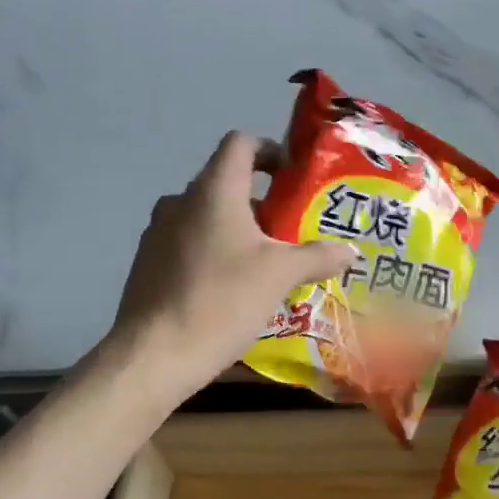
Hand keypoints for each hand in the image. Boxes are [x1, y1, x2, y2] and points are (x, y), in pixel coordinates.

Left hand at [114, 132, 354, 394]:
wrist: (154, 354)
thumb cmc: (222, 300)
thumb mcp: (280, 276)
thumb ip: (318, 256)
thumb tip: (350, 250)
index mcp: (214, 191)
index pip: (241, 144)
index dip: (270, 151)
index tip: (293, 178)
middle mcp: (181, 202)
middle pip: (227, 185)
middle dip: (263, 205)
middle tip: (293, 234)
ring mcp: (158, 233)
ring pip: (208, 218)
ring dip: (239, 233)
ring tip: (267, 267)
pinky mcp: (148, 264)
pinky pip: (190, 245)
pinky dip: (215, 255)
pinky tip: (232, 291)